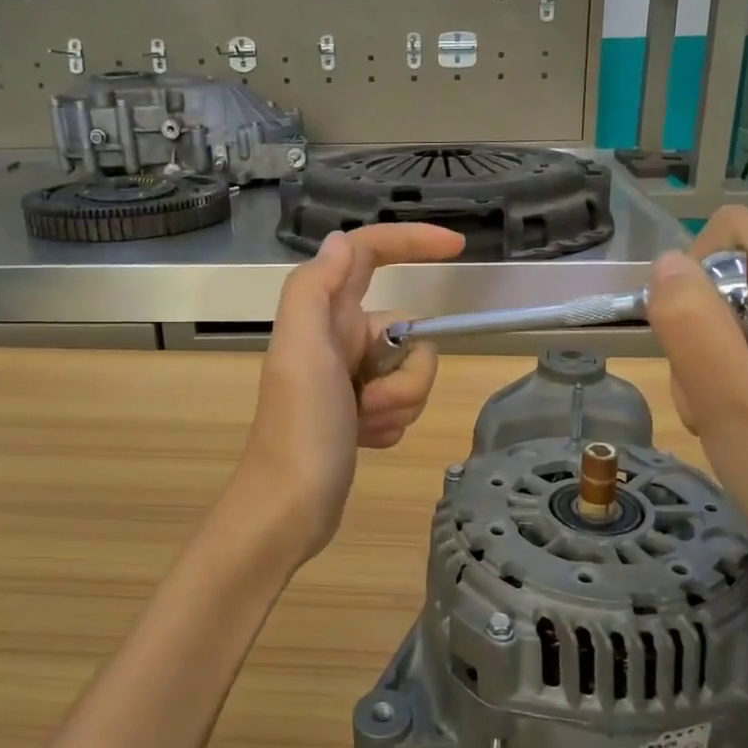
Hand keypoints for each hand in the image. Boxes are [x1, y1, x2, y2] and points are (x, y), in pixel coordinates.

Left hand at [224, 223, 465, 568]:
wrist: (290, 507)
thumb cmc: (299, 427)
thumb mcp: (302, 349)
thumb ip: (316, 287)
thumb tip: (341, 240)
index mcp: (324, 314)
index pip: (368, 255)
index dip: (411, 241)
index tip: (457, 248)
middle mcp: (338, 338)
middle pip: (406, 331)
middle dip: (405, 371)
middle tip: (368, 402)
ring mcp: (351, 378)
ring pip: (411, 372)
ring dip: (398, 402)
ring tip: (363, 426)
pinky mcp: (359, 412)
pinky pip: (403, 403)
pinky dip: (392, 423)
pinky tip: (365, 442)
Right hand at [644, 207, 747, 621]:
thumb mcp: (729, 399)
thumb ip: (689, 320)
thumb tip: (663, 264)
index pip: (736, 231)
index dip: (694, 275)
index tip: (695, 342)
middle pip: (735, 272)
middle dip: (704, 330)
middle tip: (716, 394)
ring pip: (738, 312)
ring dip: (714, 361)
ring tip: (731, 415)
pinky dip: (734, 377)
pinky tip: (746, 420)